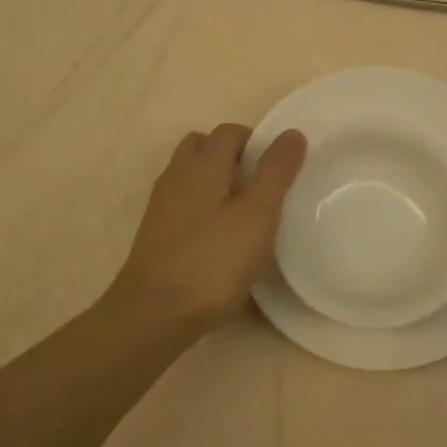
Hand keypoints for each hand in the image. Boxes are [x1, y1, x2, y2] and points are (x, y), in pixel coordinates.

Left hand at [110, 123, 306, 331]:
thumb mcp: (257, 214)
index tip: (278, 166)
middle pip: (203, 147)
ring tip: (242, 212)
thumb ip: (275, 172)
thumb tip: (292, 133)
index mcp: (203, 164)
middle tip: (259, 185)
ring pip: (190, 177)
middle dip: (231, 156)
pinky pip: (182, 205)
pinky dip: (201, 208)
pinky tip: (219, 238)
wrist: (154, 313)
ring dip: (214, 182)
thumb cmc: (213, 260)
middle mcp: (177, 176)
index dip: (255, 140)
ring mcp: (162, 206)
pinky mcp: (156, 235)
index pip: (229, 132)